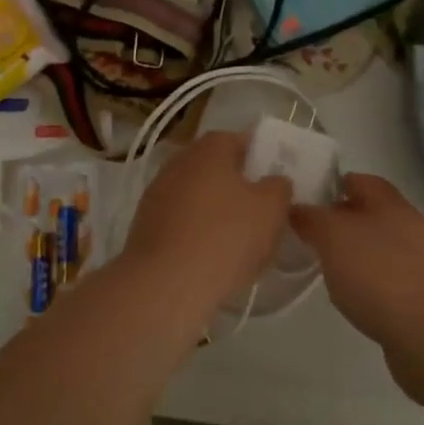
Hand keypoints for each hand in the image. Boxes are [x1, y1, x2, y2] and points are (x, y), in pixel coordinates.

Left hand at [122, 130, 291, 315]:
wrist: (165, 284)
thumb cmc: (225, 236)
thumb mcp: (271, 209)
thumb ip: (279, 187)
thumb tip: (274, 181)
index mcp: (209, 148)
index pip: (239, 141)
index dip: (260, 159)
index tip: (274, 183)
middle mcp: (179, 161)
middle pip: (216, 169)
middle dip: (237, 188)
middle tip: (260, 214)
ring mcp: (157, 193)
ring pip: (197, 197)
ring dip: (216, 212)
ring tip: (239, 243)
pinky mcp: (144, 225)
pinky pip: (181, 222)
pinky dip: (196, 234)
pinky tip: (211, 259)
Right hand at [290, 173, 423, 345]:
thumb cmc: (377, 273)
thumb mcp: (332, 236)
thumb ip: (311, 218)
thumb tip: (296, 208)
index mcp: (390, 203)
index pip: (359, 180)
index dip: (332, 184)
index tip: (305, 198)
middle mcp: (408, 225)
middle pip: (369, 213)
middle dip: (340, 220)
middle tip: (308, 233)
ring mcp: (418, 262)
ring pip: (377, 245)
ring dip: (353, 252)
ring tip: (324, 267)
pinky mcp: (420, 295)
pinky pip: (385, 277)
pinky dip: (367, 281)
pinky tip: (350, 296)